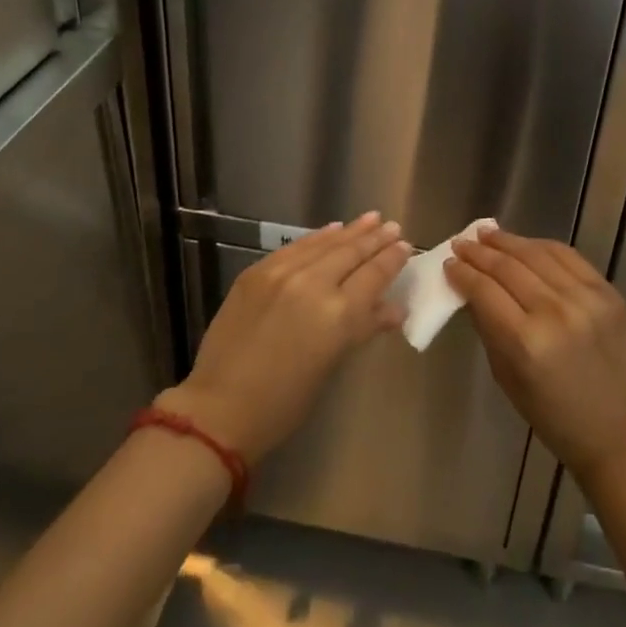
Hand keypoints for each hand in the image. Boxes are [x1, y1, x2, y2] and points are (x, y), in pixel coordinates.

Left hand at [158, 212, 409, 461]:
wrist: (220, 408)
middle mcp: (313, 285)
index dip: (392, 259)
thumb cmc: (284, 403)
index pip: (374, 275)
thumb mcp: (331, 365)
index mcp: (338, 315)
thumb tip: (395, 308)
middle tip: (392, 226)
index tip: (406, 245)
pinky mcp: (257, 271)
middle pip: (352, 253)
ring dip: (350, 231)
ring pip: (325, 243)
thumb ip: (363, 328)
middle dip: (375, 239)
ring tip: (370, 218)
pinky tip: (331, 229)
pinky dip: (317, 237)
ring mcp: (282, 273)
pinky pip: (296, 246)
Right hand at [445, 226, 625, 482]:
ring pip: (537, 254)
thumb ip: (489, 328)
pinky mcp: (608, 292)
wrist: (618, 433)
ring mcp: (586, 299)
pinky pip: (569, 257)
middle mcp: (555, 313)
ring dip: (508, 241)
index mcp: (526, 343)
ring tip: (488, 234)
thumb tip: (471, 289)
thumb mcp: (507, 378)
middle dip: (480, 252)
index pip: (484, 291)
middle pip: (508, 267)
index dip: (463, 273)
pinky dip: (542, 246)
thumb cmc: (553, 416)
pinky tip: (526, 243)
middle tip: (462, 243)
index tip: (448, 262)